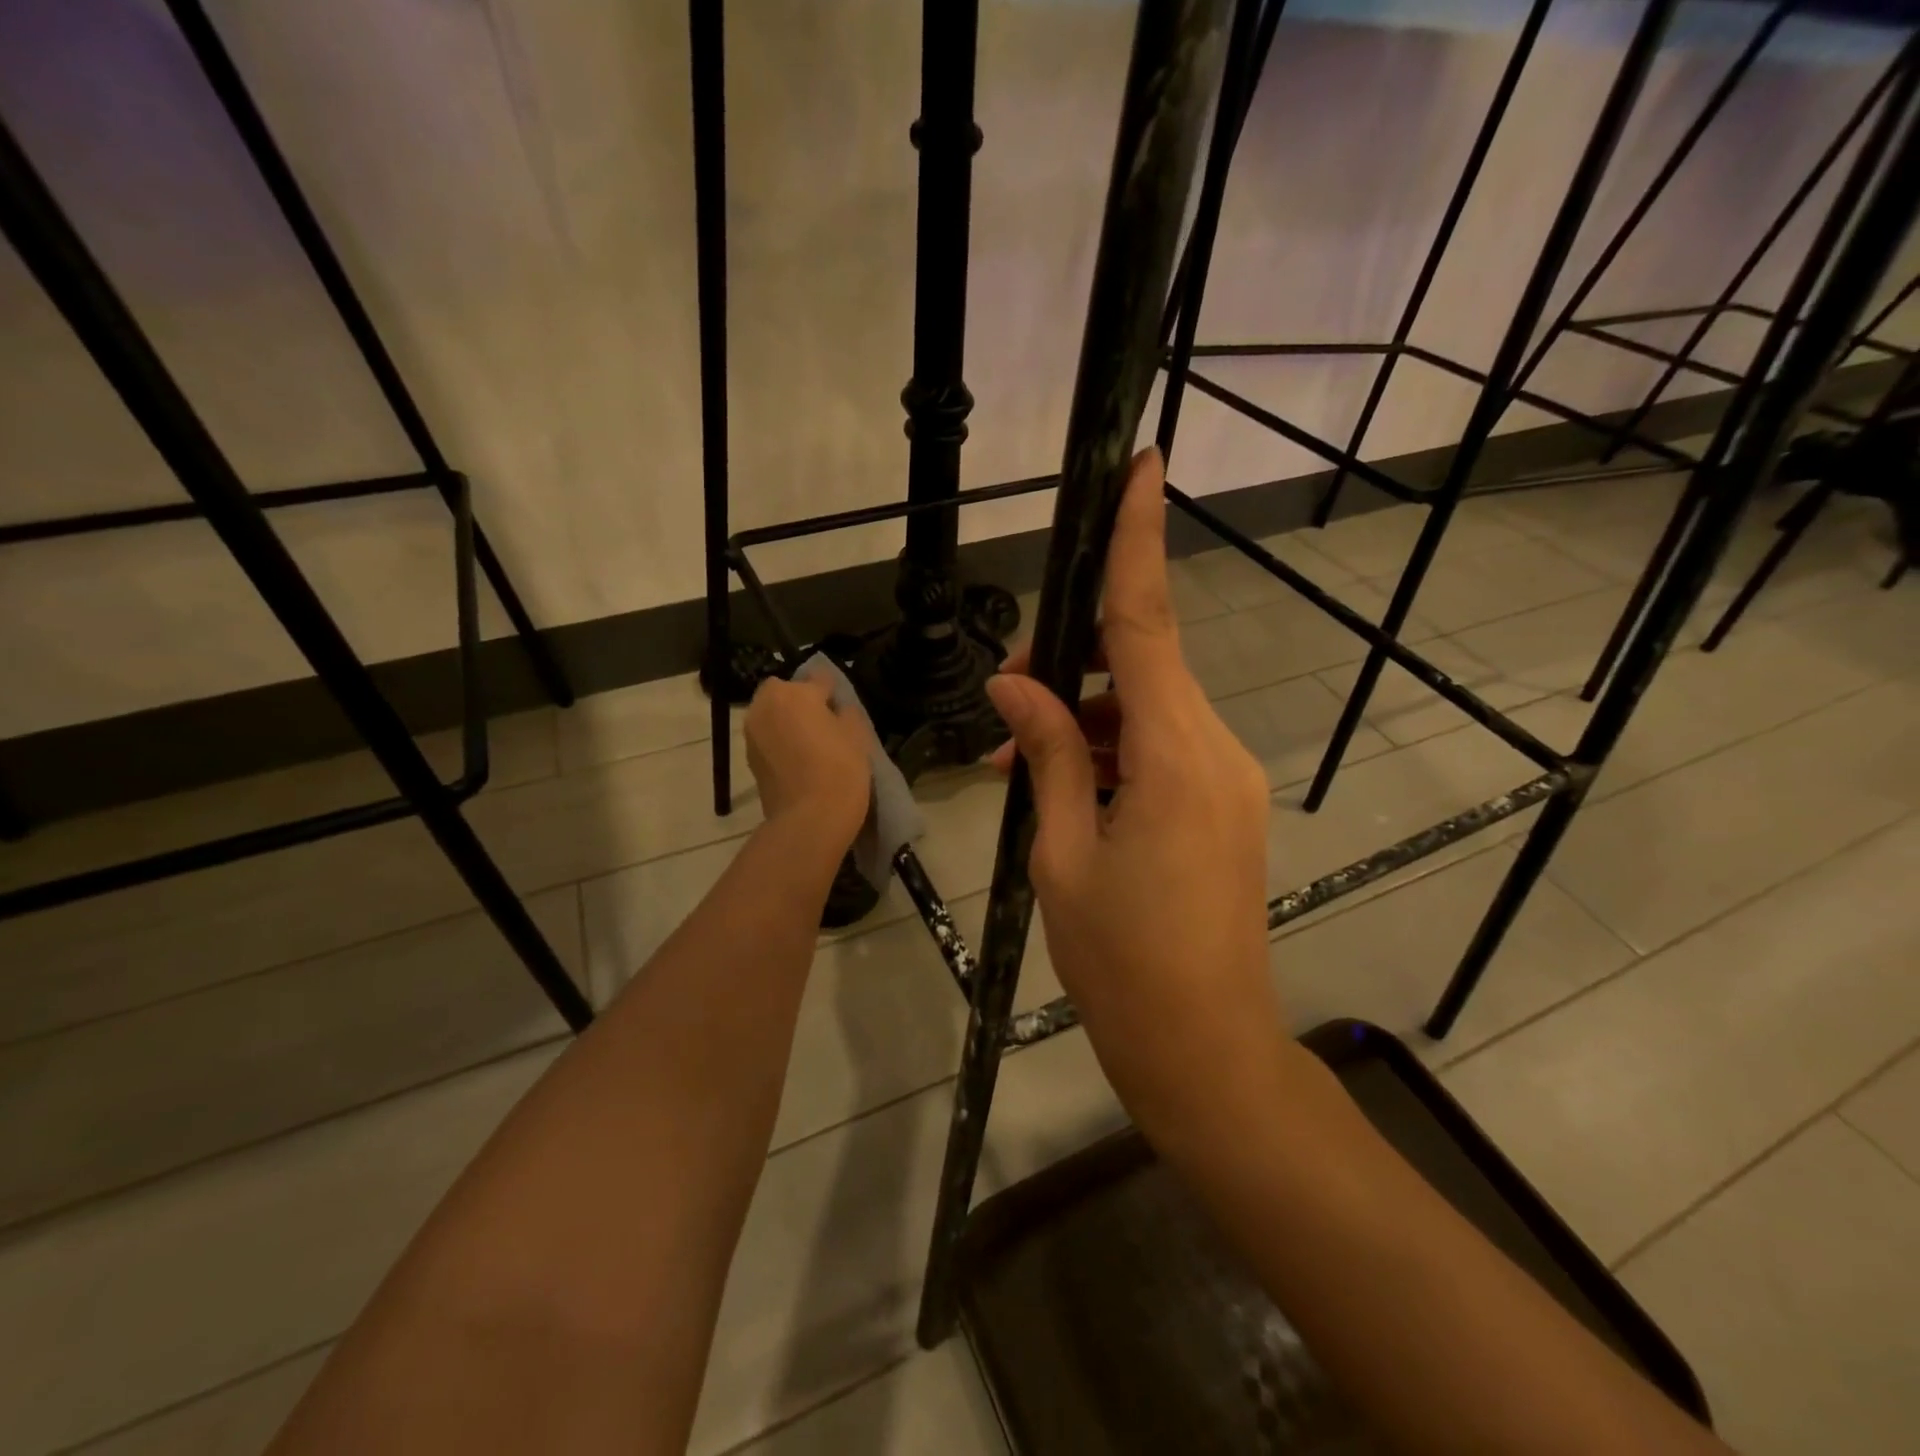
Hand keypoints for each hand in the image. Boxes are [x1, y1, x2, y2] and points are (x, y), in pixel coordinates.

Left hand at [745, 677, 870, 851]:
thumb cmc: (840, 770)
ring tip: (810, 742)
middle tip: (823, 722)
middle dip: (800, 700)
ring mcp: (753, 733)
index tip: (842, 706)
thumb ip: (847, 712)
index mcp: (794, 693)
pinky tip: (799, 759)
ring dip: (787, 720)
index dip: (833, 691)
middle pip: (785, 692)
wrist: (809, 820)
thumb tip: (837, 709)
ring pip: (772, 714)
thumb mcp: (857, 735)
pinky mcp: (749, 759)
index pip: (819, 678)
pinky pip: (767, 737)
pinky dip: (779, 741)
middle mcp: (766, 706)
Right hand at [984, 449, 1285, 1144]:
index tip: (1145, 467)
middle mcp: (1214, 749)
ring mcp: (1226, 778)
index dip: (1140, 541)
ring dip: (1081, 720)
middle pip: (1141, 664)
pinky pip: (1160, 749)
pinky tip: (1058, 787)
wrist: (1206, 1050)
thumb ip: (1047, 755)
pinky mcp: (1222, 804)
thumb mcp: (1063, 853)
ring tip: (1014, 763)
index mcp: (1176, 755)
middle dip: (1072, 661)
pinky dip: (1108, 752)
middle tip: (1008, 695)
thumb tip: (1015, 685)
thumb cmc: (1122, 962)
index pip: (1148, 625)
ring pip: (1146, 709)